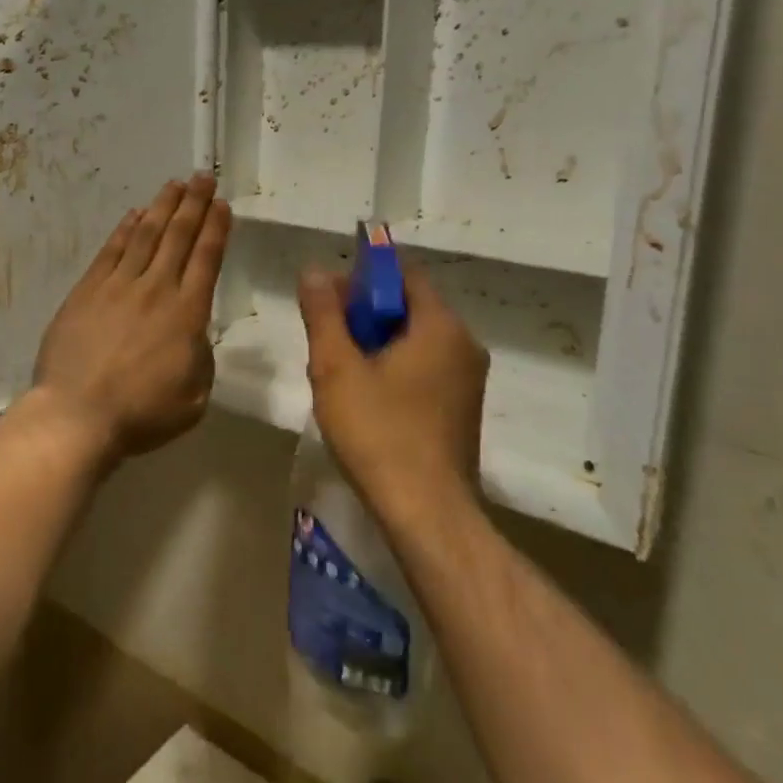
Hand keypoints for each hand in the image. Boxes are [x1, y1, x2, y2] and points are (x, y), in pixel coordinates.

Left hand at [33, 175, 231, 466]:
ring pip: (145, 235)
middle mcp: (156, 289)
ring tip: (175, 185)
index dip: (216, 227)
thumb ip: (200, 357)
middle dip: (194, 203)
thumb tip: (193, 334)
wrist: (77, 415)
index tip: (222, 204)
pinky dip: (124, 229)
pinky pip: (110, 251)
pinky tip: (134, 214)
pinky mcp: (87, 291)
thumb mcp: (194, 397)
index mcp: (187, 314)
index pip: (207, 258)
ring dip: (162, 207)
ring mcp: (118, 286)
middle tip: (204, 176)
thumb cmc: (142, 414)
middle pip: (178, 236)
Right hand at [297, 264, 487, 522]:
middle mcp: (464, 345)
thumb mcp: (337, 368)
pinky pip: (425, 368)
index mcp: (441, 326)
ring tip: (338, 370)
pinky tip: (365, 397)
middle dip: (364, 313)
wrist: (426, 512)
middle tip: (325, 336)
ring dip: (376, 343)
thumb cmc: (379, 433)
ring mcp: (468, 380)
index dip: (363, 276)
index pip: (403, 275)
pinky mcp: (462, 409)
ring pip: (415, 341)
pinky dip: (394, 368)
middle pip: (409, 307)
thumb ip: (324, 314)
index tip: (328, 295)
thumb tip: (314, 270)